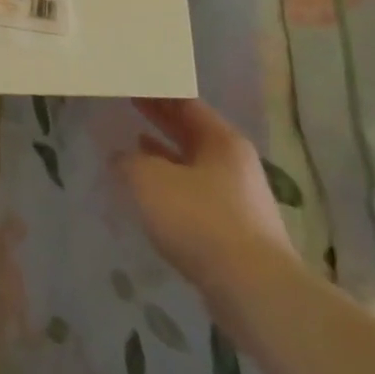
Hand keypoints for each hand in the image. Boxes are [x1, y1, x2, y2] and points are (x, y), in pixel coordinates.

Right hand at [120, 97, 298, 330]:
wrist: (253, 290)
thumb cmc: (200, 219)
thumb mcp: (148, 179)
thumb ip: (128, 161)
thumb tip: (121, 158)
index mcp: (221, 140)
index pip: (184, 103)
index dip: (155, 91)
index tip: (129, 83)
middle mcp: (234, 164)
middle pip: (190, 132)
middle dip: (159, 120)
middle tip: (126, 104)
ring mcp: (237, 199)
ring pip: (191, 165)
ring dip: (162, 156)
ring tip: (130, 145)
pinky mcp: (232, 231)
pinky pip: (192, 196)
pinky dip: (169, 188)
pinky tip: (148, 194)